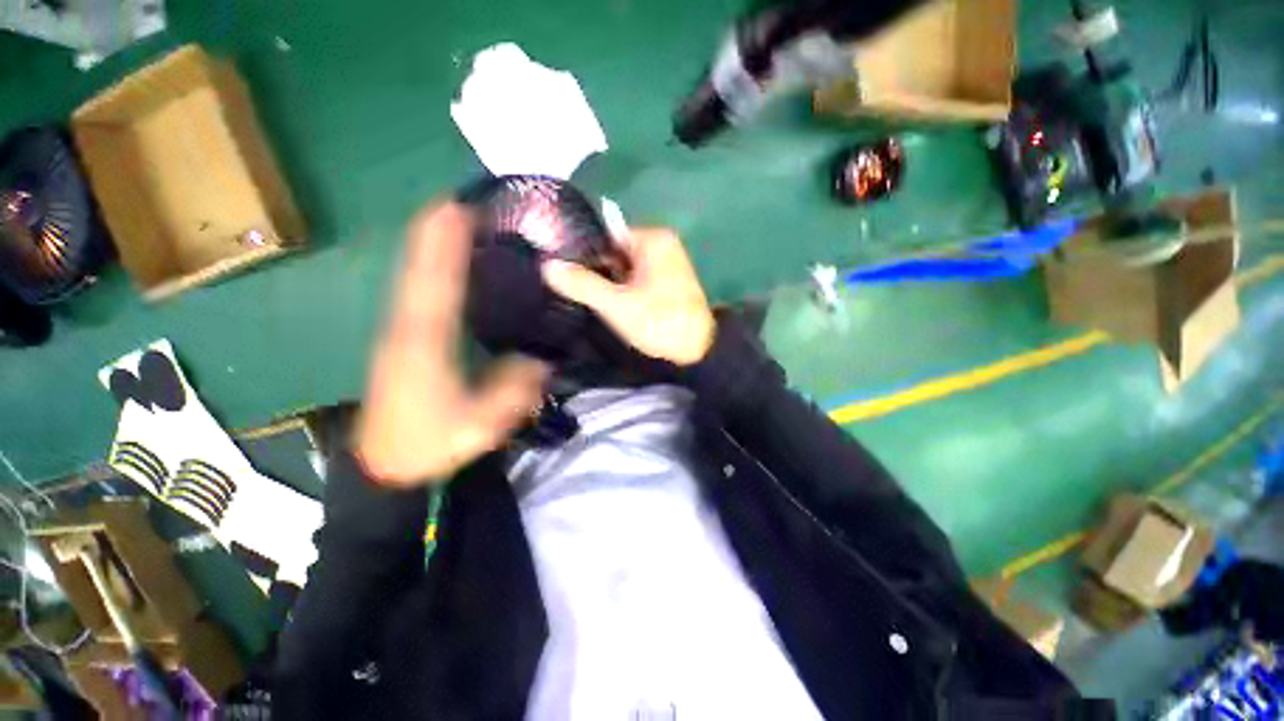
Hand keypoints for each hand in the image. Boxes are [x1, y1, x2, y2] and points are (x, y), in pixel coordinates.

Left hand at [354, 204, 548, 485]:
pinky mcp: (400, 338)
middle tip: (467, 203)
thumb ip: (516, 390)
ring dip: (431, 245)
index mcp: (426, 342)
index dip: (445, 241)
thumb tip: (541, 360)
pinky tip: (446, 264)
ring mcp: (399, 330)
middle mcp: (407, 326)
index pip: (435, 280)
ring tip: (459, 223)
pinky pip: (415, 291)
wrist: (382, 464)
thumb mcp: (482, 425)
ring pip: (412, 276)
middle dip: (437, 231)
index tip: (460, 207)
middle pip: (418, 267)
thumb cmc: (429, 443)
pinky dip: (428, 268)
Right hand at [541, 228, 714, 366]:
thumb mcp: (616, 305)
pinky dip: (627, 288)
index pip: (606, 236)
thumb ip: (583, 284)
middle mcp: (663, 243)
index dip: (585, 255)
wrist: (699, 351)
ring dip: (612, 282)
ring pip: (627, 266)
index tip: (569, 275)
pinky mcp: (671, 280)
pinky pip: (640, 277)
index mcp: (652, 239)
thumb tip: (548, 265)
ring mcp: (670, 262)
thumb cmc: (659, 322)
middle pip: (616, 251)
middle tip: (581, 293)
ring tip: (596, 301)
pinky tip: (617, 305)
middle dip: (599, 270)